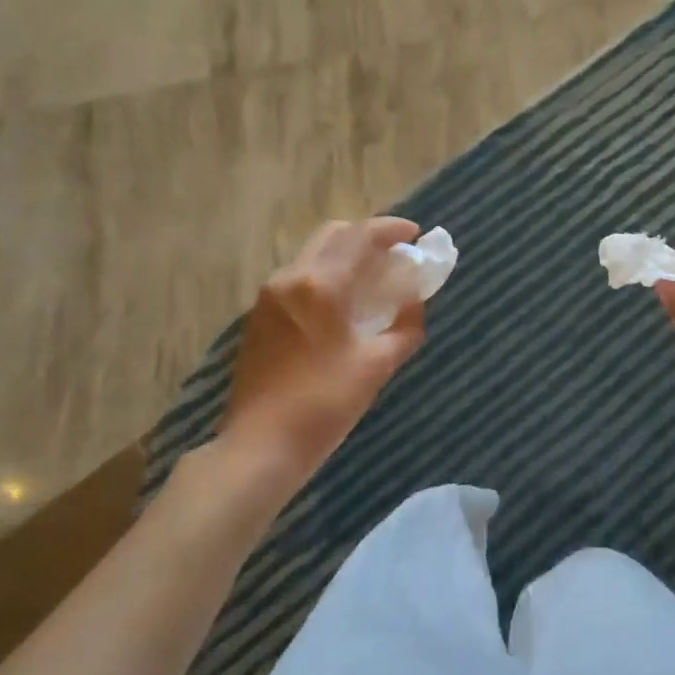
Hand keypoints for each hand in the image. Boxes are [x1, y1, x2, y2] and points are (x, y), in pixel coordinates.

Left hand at [220, 217, 425, 484]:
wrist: (260, 445)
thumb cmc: (324, 404)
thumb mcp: (377, 365)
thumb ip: (405, 327)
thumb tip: (415, 303)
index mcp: (320, 284)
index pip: (360, 236)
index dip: (391, 229)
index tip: (415, 235)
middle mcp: (290, 278)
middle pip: (332, 235)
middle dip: (366, 237)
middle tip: (394, 257)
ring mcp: (268, 297)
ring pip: (313, 257)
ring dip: (344, 257)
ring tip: (372, 283)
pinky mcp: (259, 318)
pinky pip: (298, 280)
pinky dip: (325, 278)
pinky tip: (341, 307)